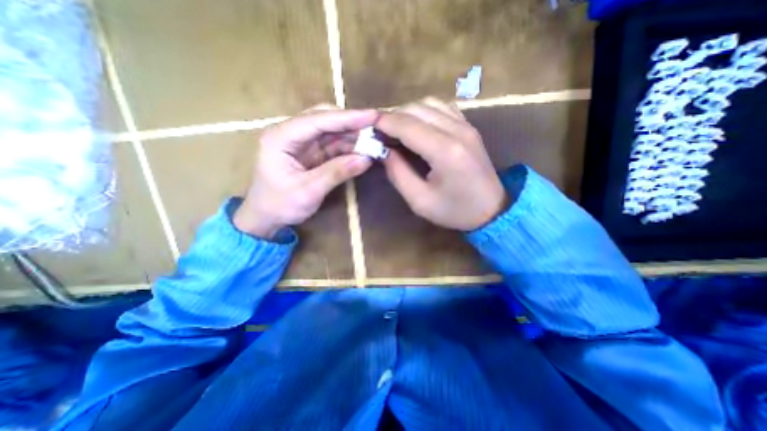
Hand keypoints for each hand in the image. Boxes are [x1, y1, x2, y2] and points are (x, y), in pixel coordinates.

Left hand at [234, 104, 375, 238]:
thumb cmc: (280, 205)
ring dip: (352, 135)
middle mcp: (290, 133)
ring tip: (374, 139)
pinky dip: (348, 146)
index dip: (347, 117)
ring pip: (331, 130)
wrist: (266, 218)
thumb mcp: (309, 191)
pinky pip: (332, 144)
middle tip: (376, 127)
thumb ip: (336, 173)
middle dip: (351, 123)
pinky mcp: (310, 152)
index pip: (318, 120)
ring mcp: (301, 142)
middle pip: (324, 118)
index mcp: (281, 137)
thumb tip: (366, 159)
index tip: (373, 116)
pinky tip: (362, 149)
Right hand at [376, 98, 507, 231]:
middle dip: (392, 117)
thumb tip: (382, 151)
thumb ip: (398, 173)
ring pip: (429, 103)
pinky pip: (442, 107)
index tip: (367, 128)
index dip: (383, 123)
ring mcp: (466, 125)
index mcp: (445, 151)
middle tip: (379, 133)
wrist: (492, 210)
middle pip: (416, 109)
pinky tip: (416, 126)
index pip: (407, 125)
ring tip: (395, 130)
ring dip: (407, 112)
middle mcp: (457, 131)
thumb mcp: (419, 200)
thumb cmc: (454, 211)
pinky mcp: (469, 127)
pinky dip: (424, 111)